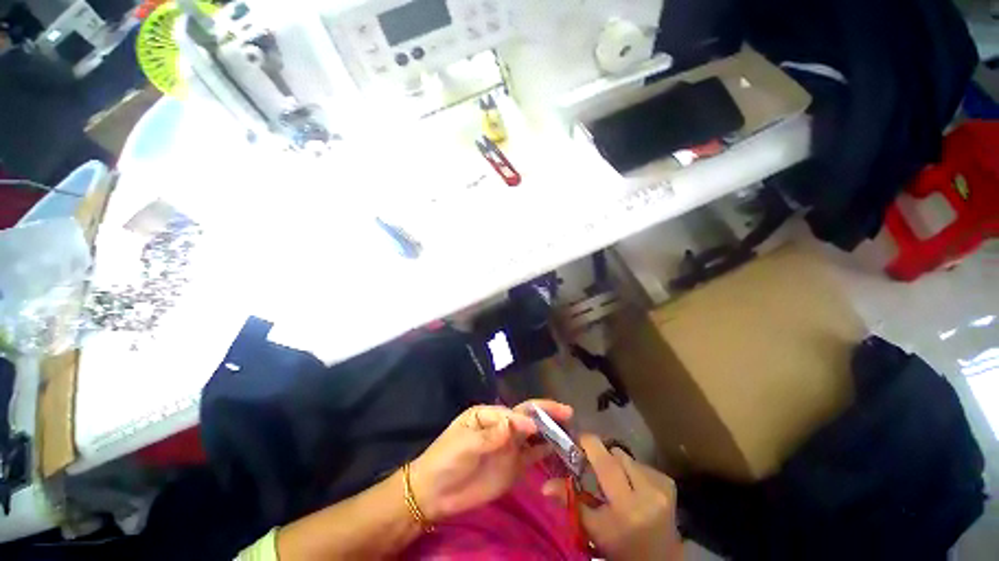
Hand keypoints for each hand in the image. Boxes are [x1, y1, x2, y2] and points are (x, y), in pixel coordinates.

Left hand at [409, 400, 572, 521]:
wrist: (435, 494)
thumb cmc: (447, 459)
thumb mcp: (466, 443)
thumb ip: (493, 435)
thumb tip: (520, 424)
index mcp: (489, 414)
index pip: (513, 412)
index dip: (526, 418)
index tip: (534, 429)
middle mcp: (503, 427)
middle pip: (528, 417)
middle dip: (547, 413)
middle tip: (568, 413)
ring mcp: (509, 447)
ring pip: (534, 435)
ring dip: (551, 431)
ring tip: (571, 429)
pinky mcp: (513, 467)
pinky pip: (533, 456)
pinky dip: (546, 451)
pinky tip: (560, 450)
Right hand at [543, 435, 681, 560]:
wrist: (659, 559)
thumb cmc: (621, 546)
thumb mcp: (593, 529)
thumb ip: (570, 501)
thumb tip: (544, 485)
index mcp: (627, 506)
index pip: (606, 462)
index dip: (590, 444)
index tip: (577, 440)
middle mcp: (648, 492)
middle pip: (617, 455)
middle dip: (602, 456)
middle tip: (593, 466)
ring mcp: (662, 486)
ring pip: (629, 457)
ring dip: (617, 463)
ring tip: (614, 479)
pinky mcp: (669, 483)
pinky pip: (642, 463)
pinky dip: (632, 469)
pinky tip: (632, 485)